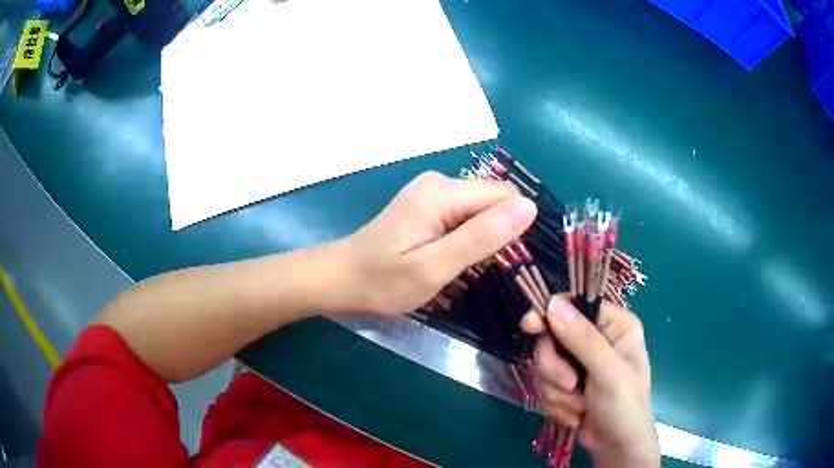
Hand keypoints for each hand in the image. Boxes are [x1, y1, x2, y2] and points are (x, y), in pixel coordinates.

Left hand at [335, 171, 536, 314]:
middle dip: (498, 233)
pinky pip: (465, 214)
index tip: (503, 263)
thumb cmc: (383, 281)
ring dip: (483, 237)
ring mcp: (431, 192)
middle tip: (479, 270)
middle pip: (494, 200)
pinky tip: (452, 257)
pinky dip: (468, 236)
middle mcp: (440, 182)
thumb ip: (482, 237)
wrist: (341, 278)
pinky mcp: (427, 204)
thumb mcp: (435, 267)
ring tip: (463, 267)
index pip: (505, 195)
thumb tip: (530, 208)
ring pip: (481, 209)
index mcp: (442, 192)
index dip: (513, 228)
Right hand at [521, 297, 659, 467]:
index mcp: (614, 324)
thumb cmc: (624, 405)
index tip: (530, 326)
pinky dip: (557, 404)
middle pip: (552, 338)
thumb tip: (552, 303)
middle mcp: (596, 339)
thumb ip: (582, 339)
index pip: (576, 304)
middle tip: (570, 385)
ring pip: (544, 366)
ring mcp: (579, 363)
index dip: (551, 313)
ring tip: (581, 406)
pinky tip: (577, 414)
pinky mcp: (566, 385)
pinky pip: (544, 386)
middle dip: (555, 368)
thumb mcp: (608, 371)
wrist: (616, 446)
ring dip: (558, 392)